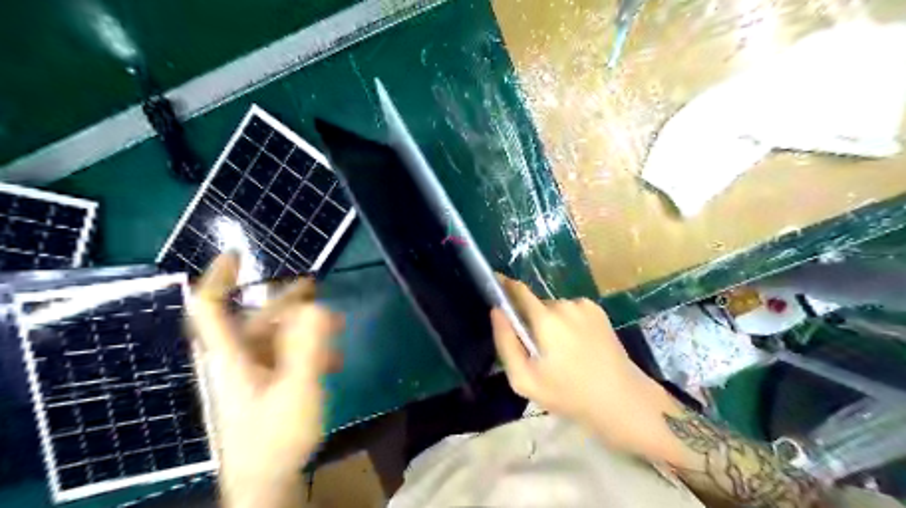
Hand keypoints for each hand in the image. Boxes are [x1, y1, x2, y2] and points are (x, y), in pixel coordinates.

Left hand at [188, 255, 342, 507]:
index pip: (210, 307)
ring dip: (305, 329)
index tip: (237, 253)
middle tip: (316, 287)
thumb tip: (317, 306)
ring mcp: (251, 375)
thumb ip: (307, 346)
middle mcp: (236, 360)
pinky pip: (285, 357)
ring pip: (276, 338)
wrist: (266, 483)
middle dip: (288, 303)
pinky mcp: (265, 387)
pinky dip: (307, 351)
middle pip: (257, 318)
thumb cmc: (275, 436)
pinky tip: (332, 362)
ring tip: (337, 330)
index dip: (219, 277)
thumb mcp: (298, 388)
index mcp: (231, 356)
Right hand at [492, 276, 676, 458]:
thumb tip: (496, 311)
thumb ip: (505, 342)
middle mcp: (564, 304)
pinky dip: (568, 324)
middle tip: (537, 352)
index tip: (495, 290)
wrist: (622, 401)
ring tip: (562, 354)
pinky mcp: (598, 311)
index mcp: (545, 319)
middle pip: (535, 305)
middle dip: (531, 321)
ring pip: (554, 309)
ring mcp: (584, 306)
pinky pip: (571, 312)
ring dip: (550, 324)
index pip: (517, 290)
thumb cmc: (568, 394)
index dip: (503, 287)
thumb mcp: (524, 379)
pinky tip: (578, 347)